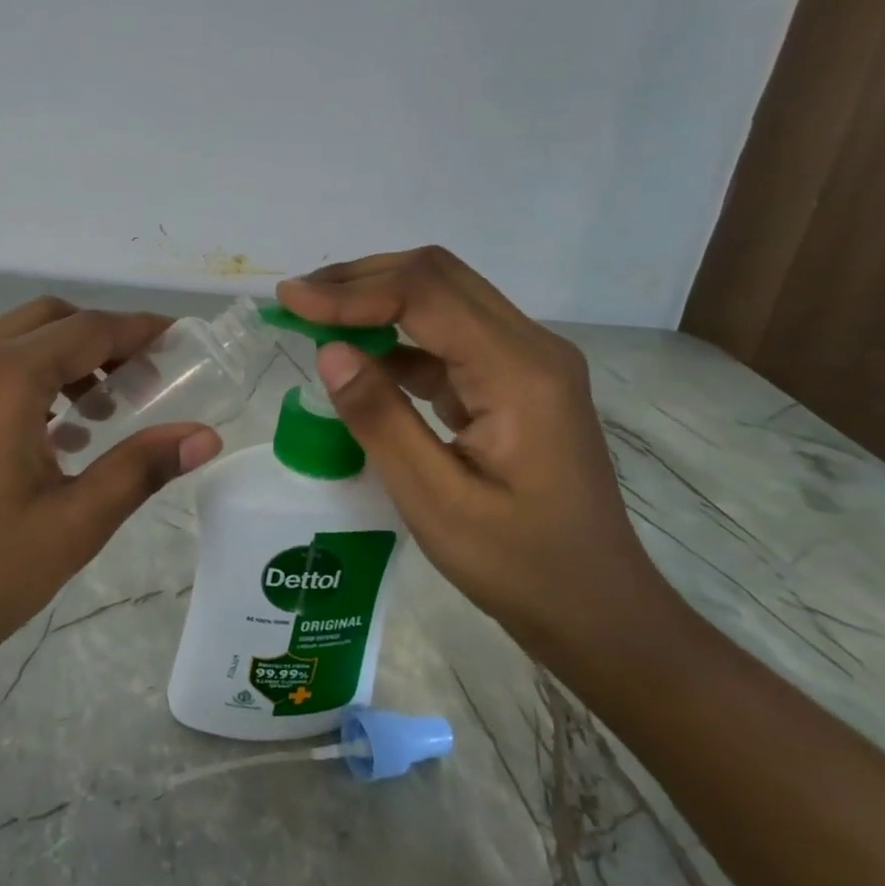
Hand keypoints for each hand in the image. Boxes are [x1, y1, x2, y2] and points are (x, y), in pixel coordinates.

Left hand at [0, 297, 223, 727]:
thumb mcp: (72, 525)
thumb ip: (140, 468)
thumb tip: (206, 437)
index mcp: (3, 377)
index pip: (90, 329)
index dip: (140, 331)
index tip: (179, 341)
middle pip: (48, 320)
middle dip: (100, 339)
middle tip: (140, 384)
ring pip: (8, 343)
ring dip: (58, 360)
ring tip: (93, 418)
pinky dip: (19, 380)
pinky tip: (37, 438)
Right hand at [277, 247, 671, 658]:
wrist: (596, 608)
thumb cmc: (519, 566)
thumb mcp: (435, 501)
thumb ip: (380, 420)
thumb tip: (329, 352)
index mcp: (519, 372)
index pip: (425, 295)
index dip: (350, 292)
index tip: (288, 301)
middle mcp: (530, 349)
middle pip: (438, 277)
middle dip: (360, 280)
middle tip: (296, 301)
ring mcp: (527, 363)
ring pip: (443, 299)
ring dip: (377, 299)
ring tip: (315, 318)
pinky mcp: (514, 383)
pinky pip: (449, 338)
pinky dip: (397, 336)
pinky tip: (359, 357)